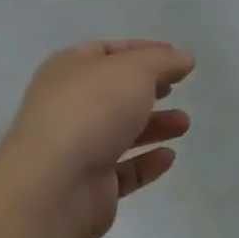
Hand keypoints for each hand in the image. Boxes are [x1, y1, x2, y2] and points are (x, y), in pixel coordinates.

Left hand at [0, 40, 195, 237]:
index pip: (110, 51)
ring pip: (121, 132)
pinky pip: (123, 170)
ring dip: (154, 126)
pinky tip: (168, 157)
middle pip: (115, 93)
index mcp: (70, 69)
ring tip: (184, 125)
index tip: (176, 58)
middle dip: (149, 90)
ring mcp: (76, 148)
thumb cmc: (93, 110)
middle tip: (178, 89)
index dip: (144, 51)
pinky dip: (146, 163)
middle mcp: (69, 105)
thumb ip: (163, 61)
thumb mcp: (135, 70)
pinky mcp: (88, 186)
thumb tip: (184, 58)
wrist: (54, 186)